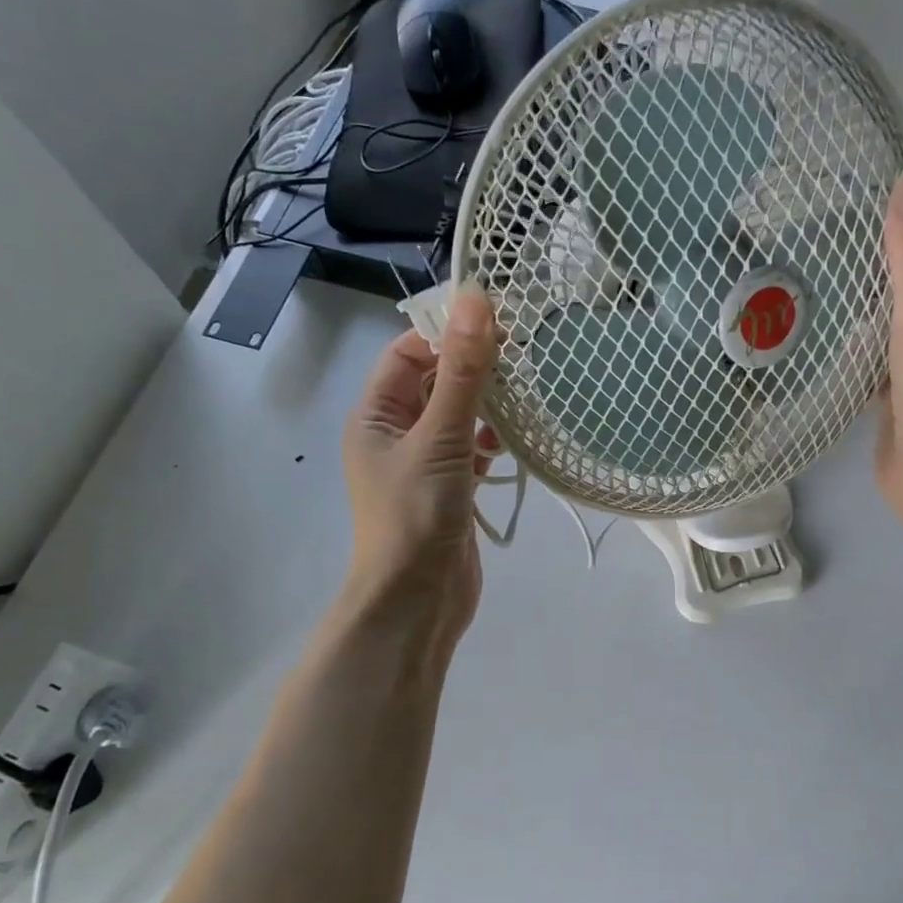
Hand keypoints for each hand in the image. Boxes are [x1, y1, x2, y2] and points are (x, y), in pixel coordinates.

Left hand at [341, 287, 497, 652]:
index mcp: (375, 415)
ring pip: (457, 418)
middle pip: (435, 383)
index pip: (408, 354)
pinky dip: (491, 442)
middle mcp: (395, 434)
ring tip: (527, 392)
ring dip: (487, 406)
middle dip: (473, 368)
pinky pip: (470, 450)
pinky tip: (515, 439)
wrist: (418, 600)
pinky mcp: (449, 490)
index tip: (497, 321)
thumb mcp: (440, 438)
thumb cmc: (417, 515)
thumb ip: (462, 373)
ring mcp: (423, 464)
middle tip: (524, 352)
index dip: (447, 334)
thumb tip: (476, 301)